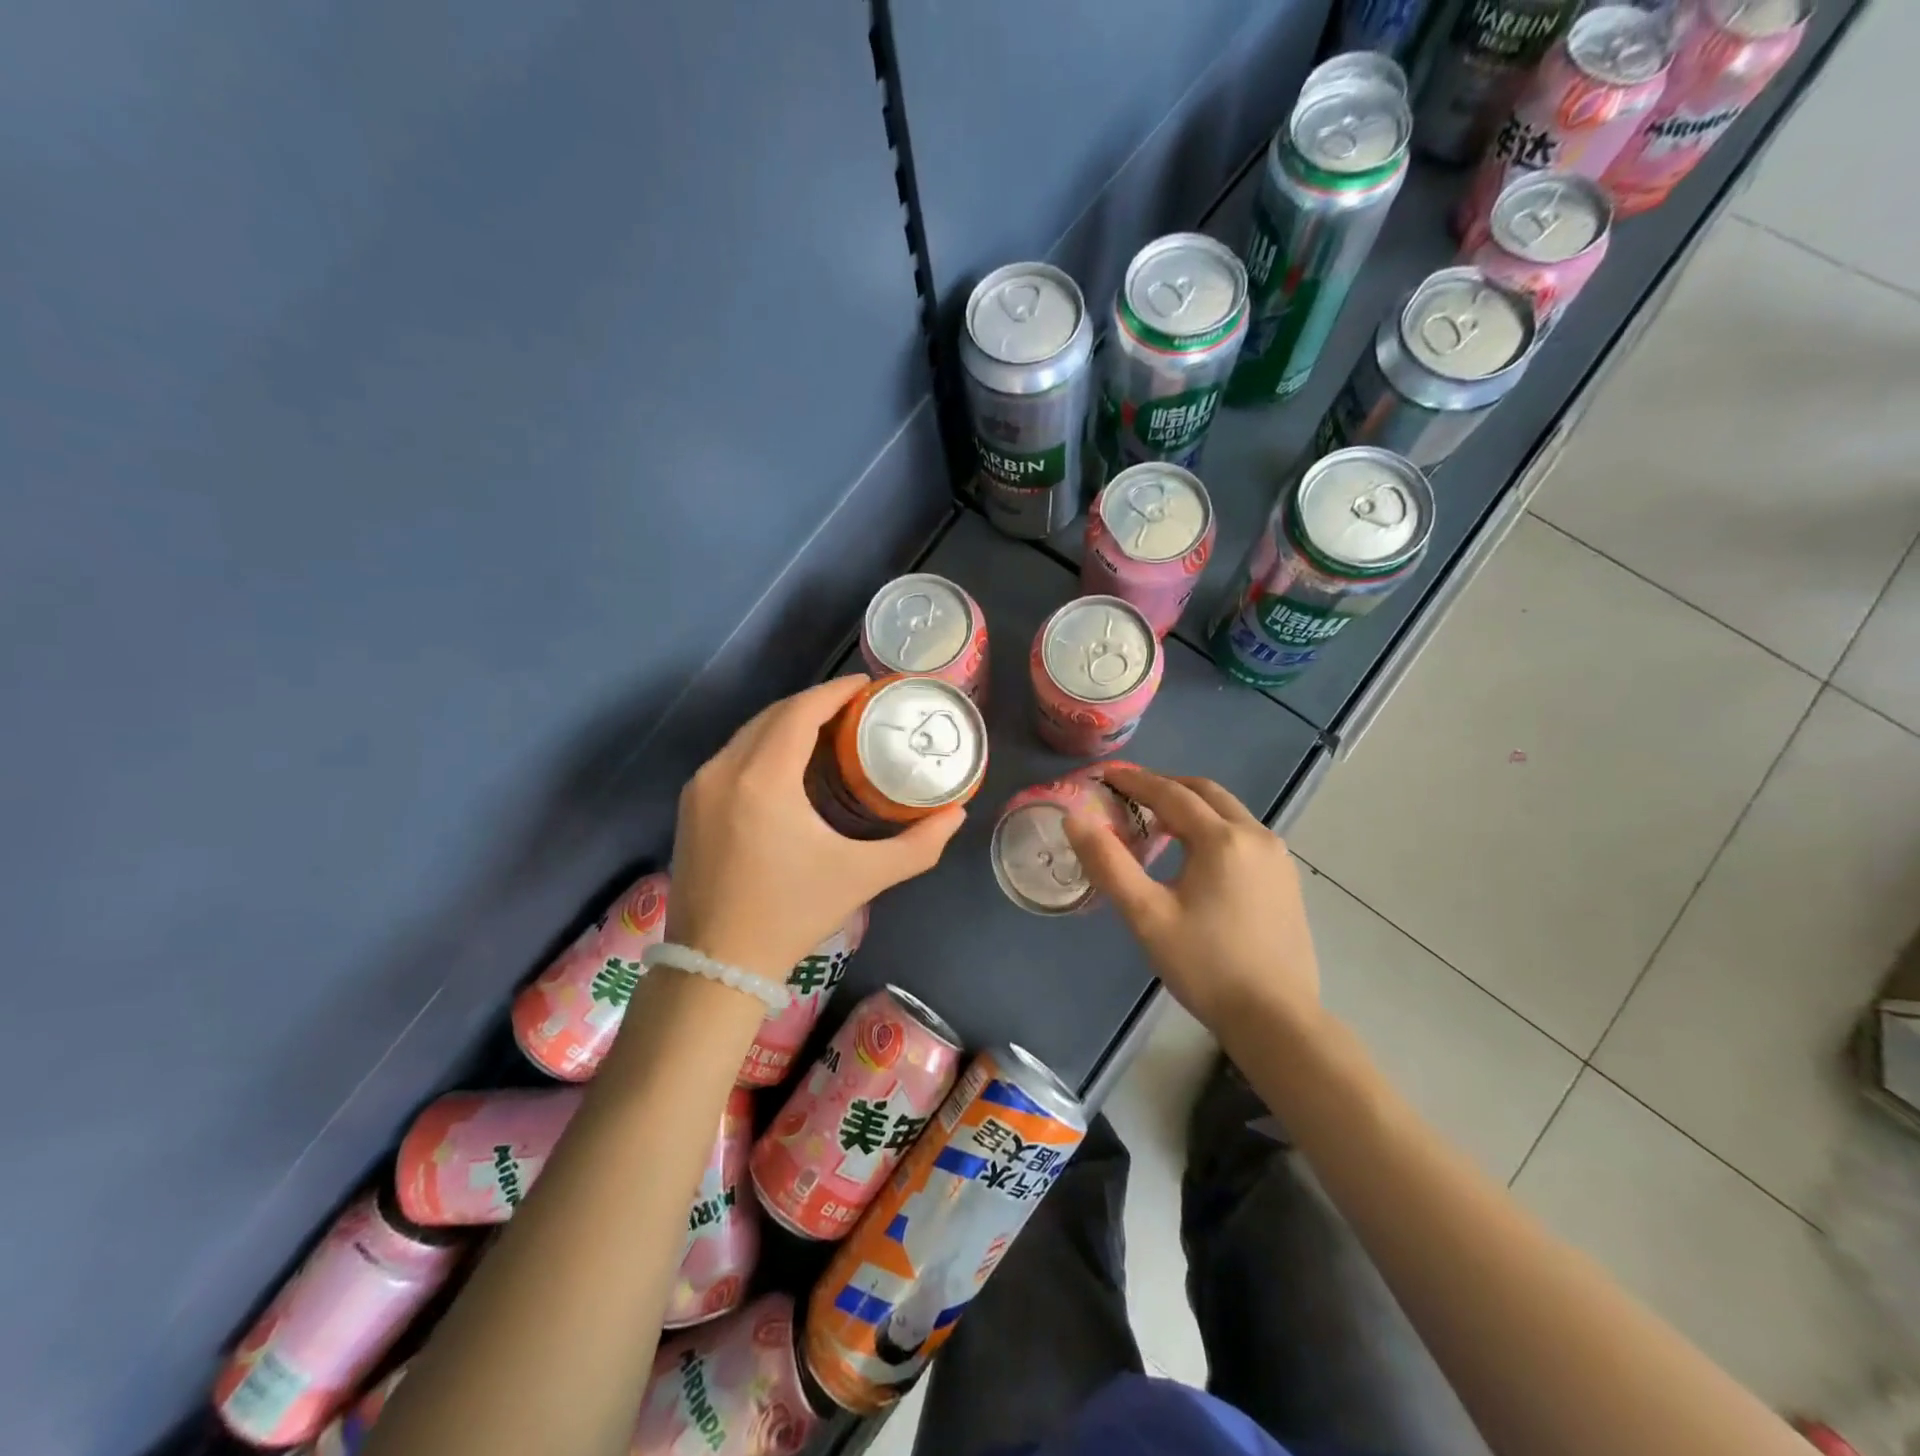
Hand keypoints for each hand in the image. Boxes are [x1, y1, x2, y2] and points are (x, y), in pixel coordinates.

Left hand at [666, 675, 964, 981]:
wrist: (715, 966)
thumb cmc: (792, 914)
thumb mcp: (862, 877)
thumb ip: (917, 845)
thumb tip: (958, 814)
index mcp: (763, 778)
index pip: (800, 712)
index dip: (835, 691)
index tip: (866, 685)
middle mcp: (723, 770)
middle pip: (773, 716)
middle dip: (814, 704)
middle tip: (855, 709)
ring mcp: (699, 788)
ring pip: (748, 735)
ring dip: (786, 723)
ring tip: (828, 731)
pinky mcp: (689, 807)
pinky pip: (731, 757)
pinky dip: (763, 747)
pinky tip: (788, 765)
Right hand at [1063, 764, 1319, 1032]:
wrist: (1276, 1019)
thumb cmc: (1205, 966)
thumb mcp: (1146, 916)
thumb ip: (1108, 864)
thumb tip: (1076, 820)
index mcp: (1221, 839)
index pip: (1171, 793)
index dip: (1136, 781)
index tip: (1108, 774)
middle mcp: (1256, 836)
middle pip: (1206, 793)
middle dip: (1166, 786)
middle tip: (1131, 794)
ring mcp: (1278, 858)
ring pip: (1229, 812)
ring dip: (1192, 806)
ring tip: (1157, 822)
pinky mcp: (1286, 880)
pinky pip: (1244, 834)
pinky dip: (1214, 827)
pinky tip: (1195, 855)